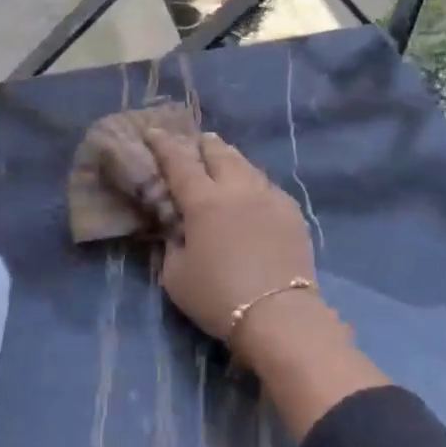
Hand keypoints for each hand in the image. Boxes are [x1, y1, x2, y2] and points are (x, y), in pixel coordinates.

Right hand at [144, 130, 316, 356]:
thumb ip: (172, 245)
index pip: (179, 162)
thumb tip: (176, 230)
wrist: (278, 314)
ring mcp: (269, 197)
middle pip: (219, 153)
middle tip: (196, 142)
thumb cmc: (217, 296)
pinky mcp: (292, 212)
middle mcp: (237, 189)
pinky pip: (268, 186)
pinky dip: (254, 182)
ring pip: (247, 165)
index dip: (164, 145)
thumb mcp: (175, 276)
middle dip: (204, 144)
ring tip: (224, 159)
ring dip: (231, 158)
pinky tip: (253, 191)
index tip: (153, 132)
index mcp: (203, 201)